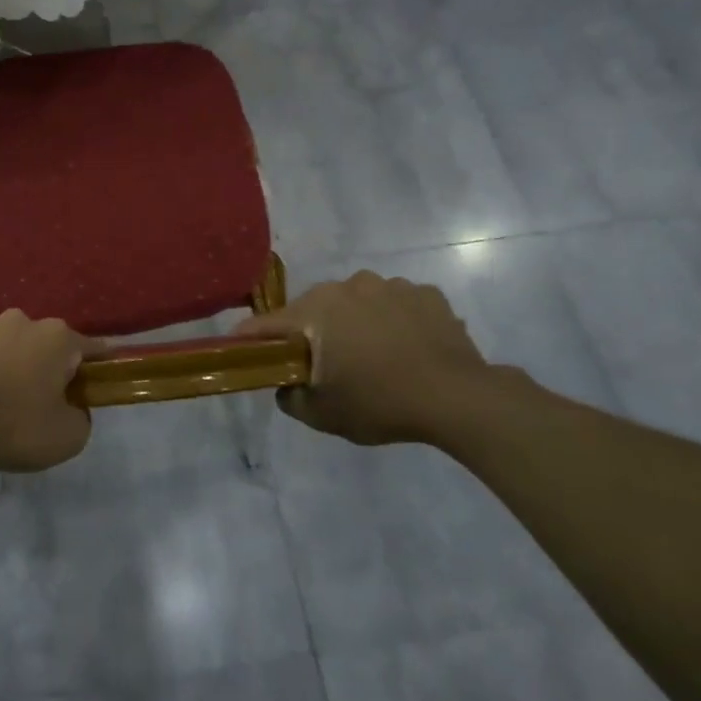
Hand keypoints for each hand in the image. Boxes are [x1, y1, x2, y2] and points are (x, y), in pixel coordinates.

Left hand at [0, 311, 103, 473]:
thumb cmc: (18, 426)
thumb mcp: (70, 436)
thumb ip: (81, 416)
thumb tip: (73, 408)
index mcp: (59, 337)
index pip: (90, 348)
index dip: (97, 367)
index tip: (96, 384)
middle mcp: (24, 320)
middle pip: (47, 343)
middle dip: (49, 364)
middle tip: (44, 399)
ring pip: (10, 341)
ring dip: (13, 359)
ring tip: (4, 394)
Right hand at [236, 272, 493, 444]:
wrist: (458, 398)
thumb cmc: (381, 403)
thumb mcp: (323, 415)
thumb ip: (290, 398)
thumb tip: (285, 386)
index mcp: (316, 310)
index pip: (267, 323)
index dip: (250, 339)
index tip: (242, 351)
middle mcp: (348, 286)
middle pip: (313, 309)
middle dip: (312, 332)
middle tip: (323, 365)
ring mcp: (390, 285)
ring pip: (357, 302)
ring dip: (355, 323)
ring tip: (373, 356)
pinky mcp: (425, 293)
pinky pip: (395, 304)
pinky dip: (393, 321)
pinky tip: (406, 348)